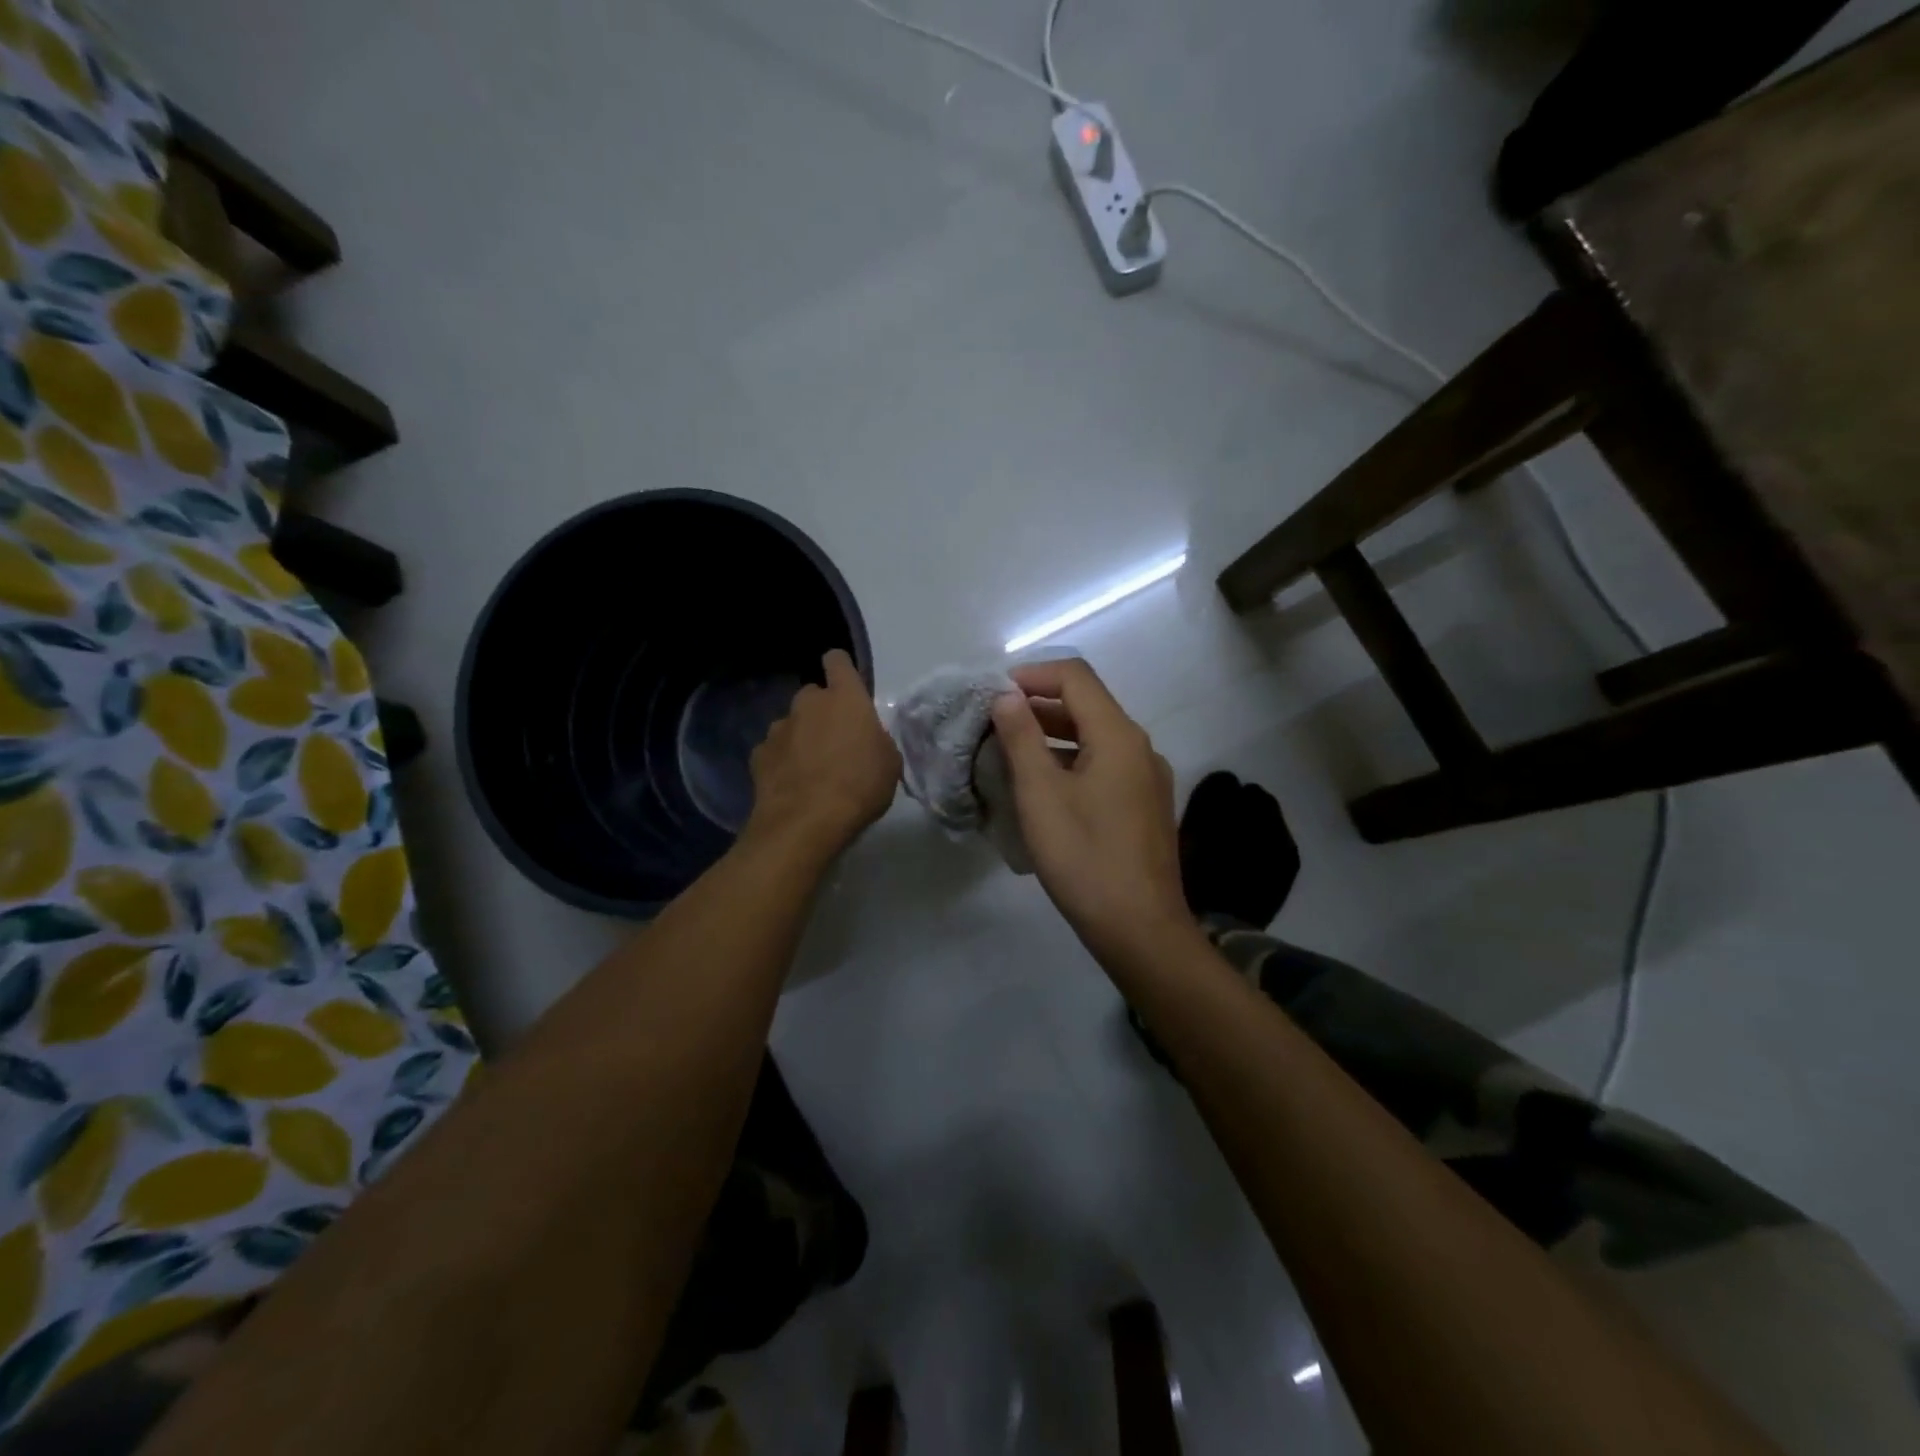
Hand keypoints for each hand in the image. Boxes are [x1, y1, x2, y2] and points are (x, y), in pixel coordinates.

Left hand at [747, 649, 900, 856]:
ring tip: (812, 769)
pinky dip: (782, 762)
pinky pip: (774, 751)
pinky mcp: (759, 755)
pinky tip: (792, 786)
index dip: (841, 669)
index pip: (837, 661)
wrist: (806, 822)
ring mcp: (779, 729)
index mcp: (845, 699)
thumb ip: (877, 741)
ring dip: (801, 737)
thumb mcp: (889, 764)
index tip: (846, 685)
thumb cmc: (859, 787)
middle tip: (836, 742)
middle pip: (813, 695)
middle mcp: (808, 704)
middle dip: (822, 712)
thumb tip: (866, 739)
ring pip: (792, 724)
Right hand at [990, 659, 1192, 965]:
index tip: (992, 694)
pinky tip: (1043, 789)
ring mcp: (1147, 778)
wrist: (1141, 930)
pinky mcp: (1145, 806)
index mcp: (1118, 735)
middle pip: (1087, 705)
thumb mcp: (1041, 795)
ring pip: (1095, 738)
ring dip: (1052, 736)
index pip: (1075, 677)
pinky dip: (1070, 762)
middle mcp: (1140, 747)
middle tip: (993, 724)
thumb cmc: (1084, 857)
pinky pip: (1104, 766)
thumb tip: (1006, 696)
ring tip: (1009, 753)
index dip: (1031, 675)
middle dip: (1038, 706)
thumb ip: (1021, 737)